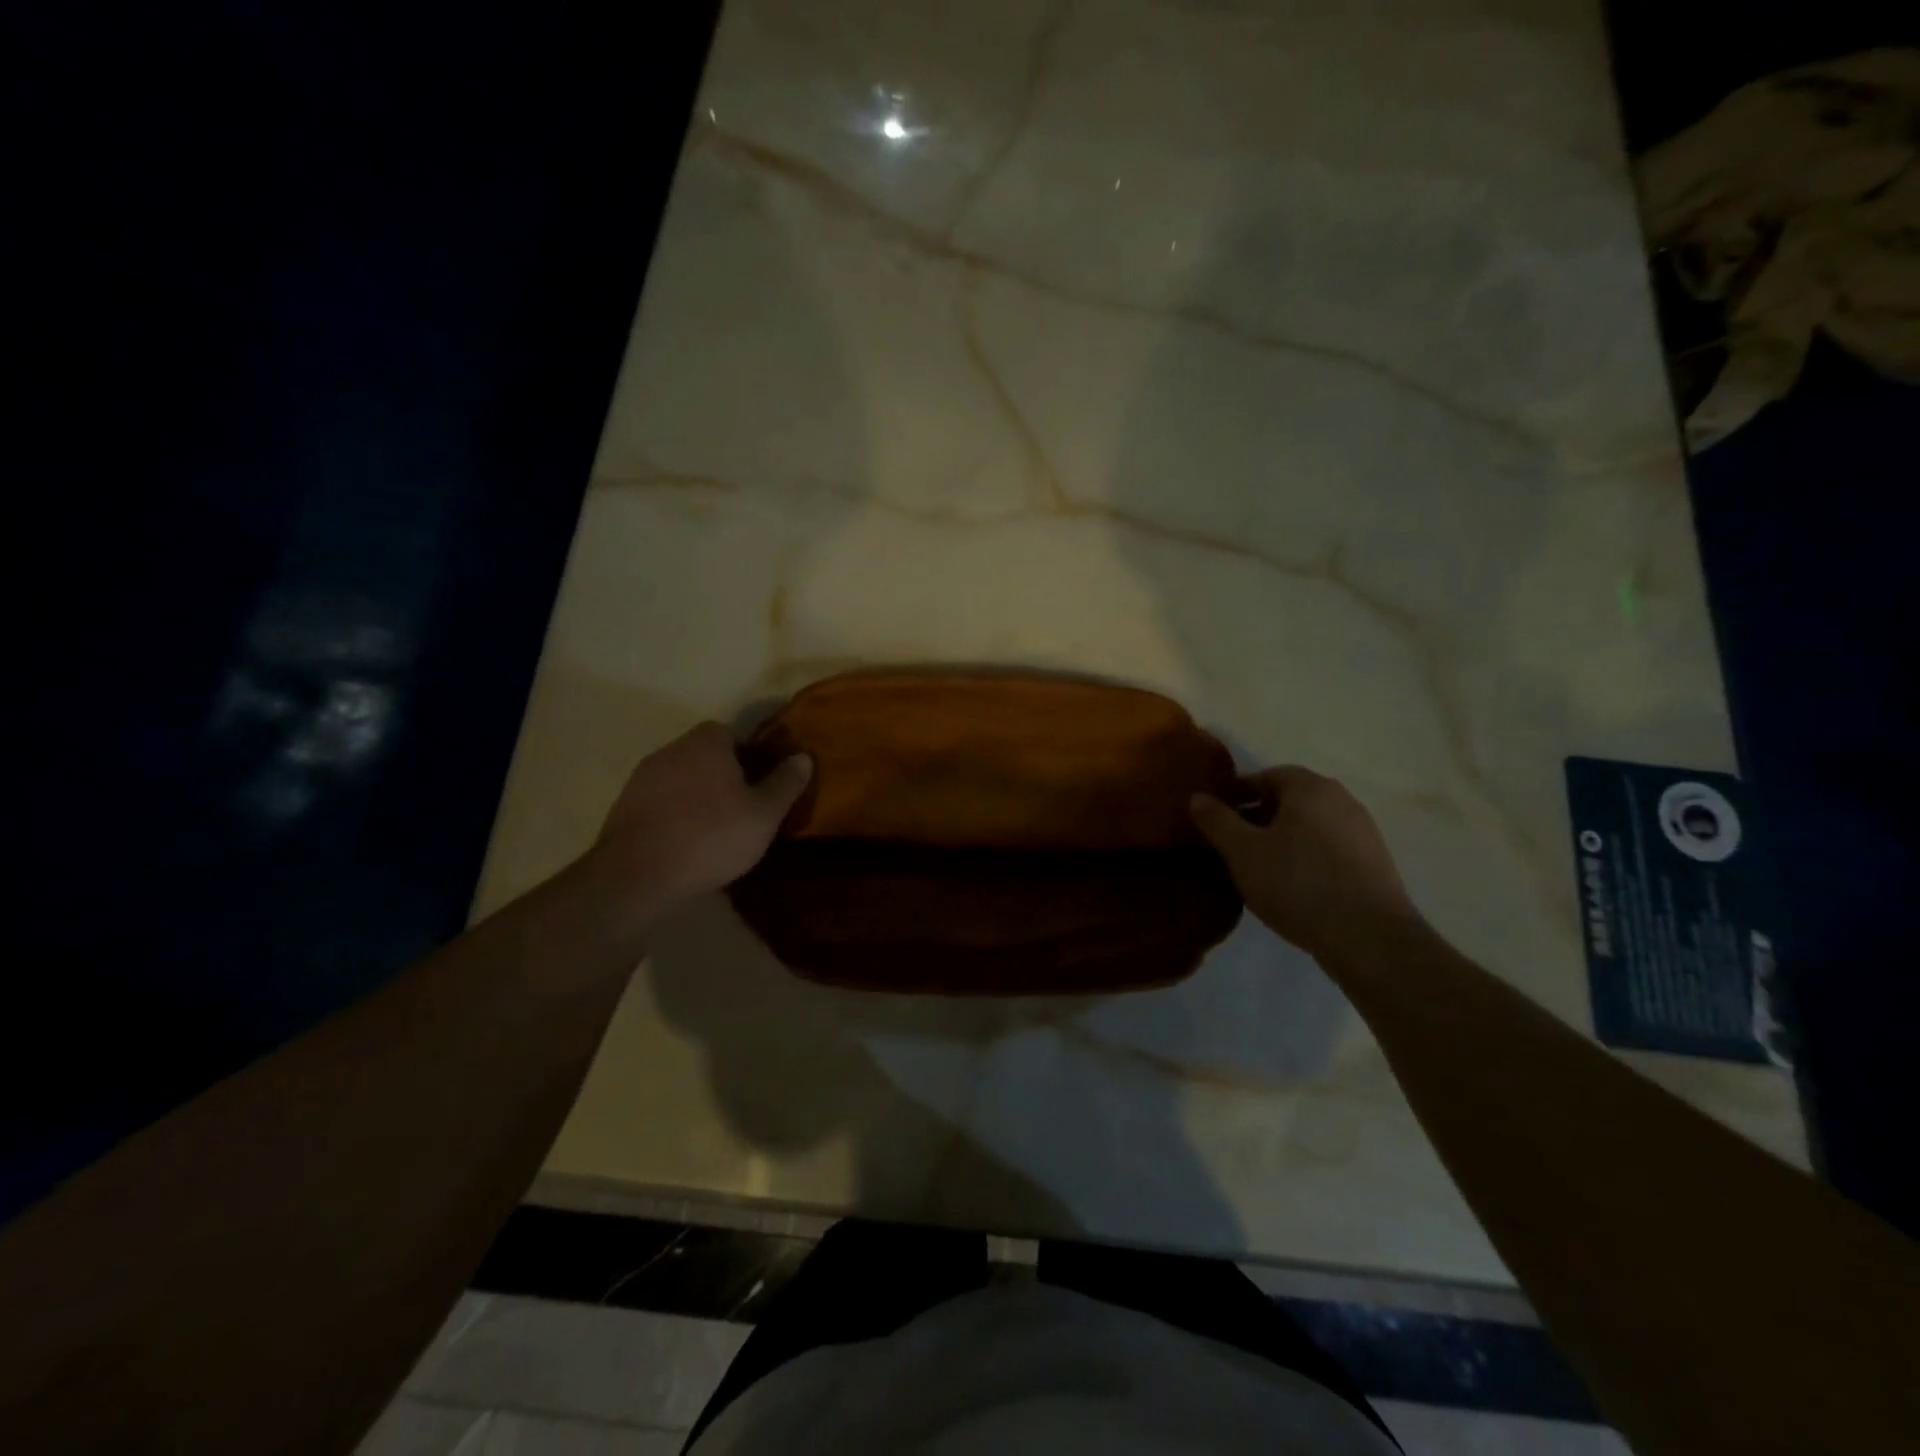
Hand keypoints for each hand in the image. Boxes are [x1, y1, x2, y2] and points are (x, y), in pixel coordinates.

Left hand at [588, 721, 811, 915]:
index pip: (731, 734)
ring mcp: (642, 777)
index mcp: (707, 742)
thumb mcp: (764, 814)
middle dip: (723, 776)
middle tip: (743, 809)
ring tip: (715, 830)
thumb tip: (803, 756)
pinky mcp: (623, 806)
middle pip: (704, 755)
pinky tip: (685, 843)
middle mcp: (672, 749)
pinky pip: (660, 802)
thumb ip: (785, 783)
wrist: (637, 874)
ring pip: (681, 779)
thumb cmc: (711, 836)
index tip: (759, 784)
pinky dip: (674, 815)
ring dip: (696, 797)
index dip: (748, 757)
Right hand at [1191, 766, 1421, 962]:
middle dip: (1260, 816)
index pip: (1268, 775)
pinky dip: (1306, 858)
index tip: (1218, 817)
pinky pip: (1329, 849)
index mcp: (1310, 788)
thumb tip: (1198, 797)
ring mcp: (1364, 832)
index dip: (1239, 793)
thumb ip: (1216, 820)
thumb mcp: (1242, 851)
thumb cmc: (1297, 883)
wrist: (1368, 937)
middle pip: (1291, 800)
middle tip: (1234, 843)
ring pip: (1311, 826)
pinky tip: (1293, 886)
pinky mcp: (1375, 864)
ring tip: (1260, 868)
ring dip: (1284, 839)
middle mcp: (1342, 800)